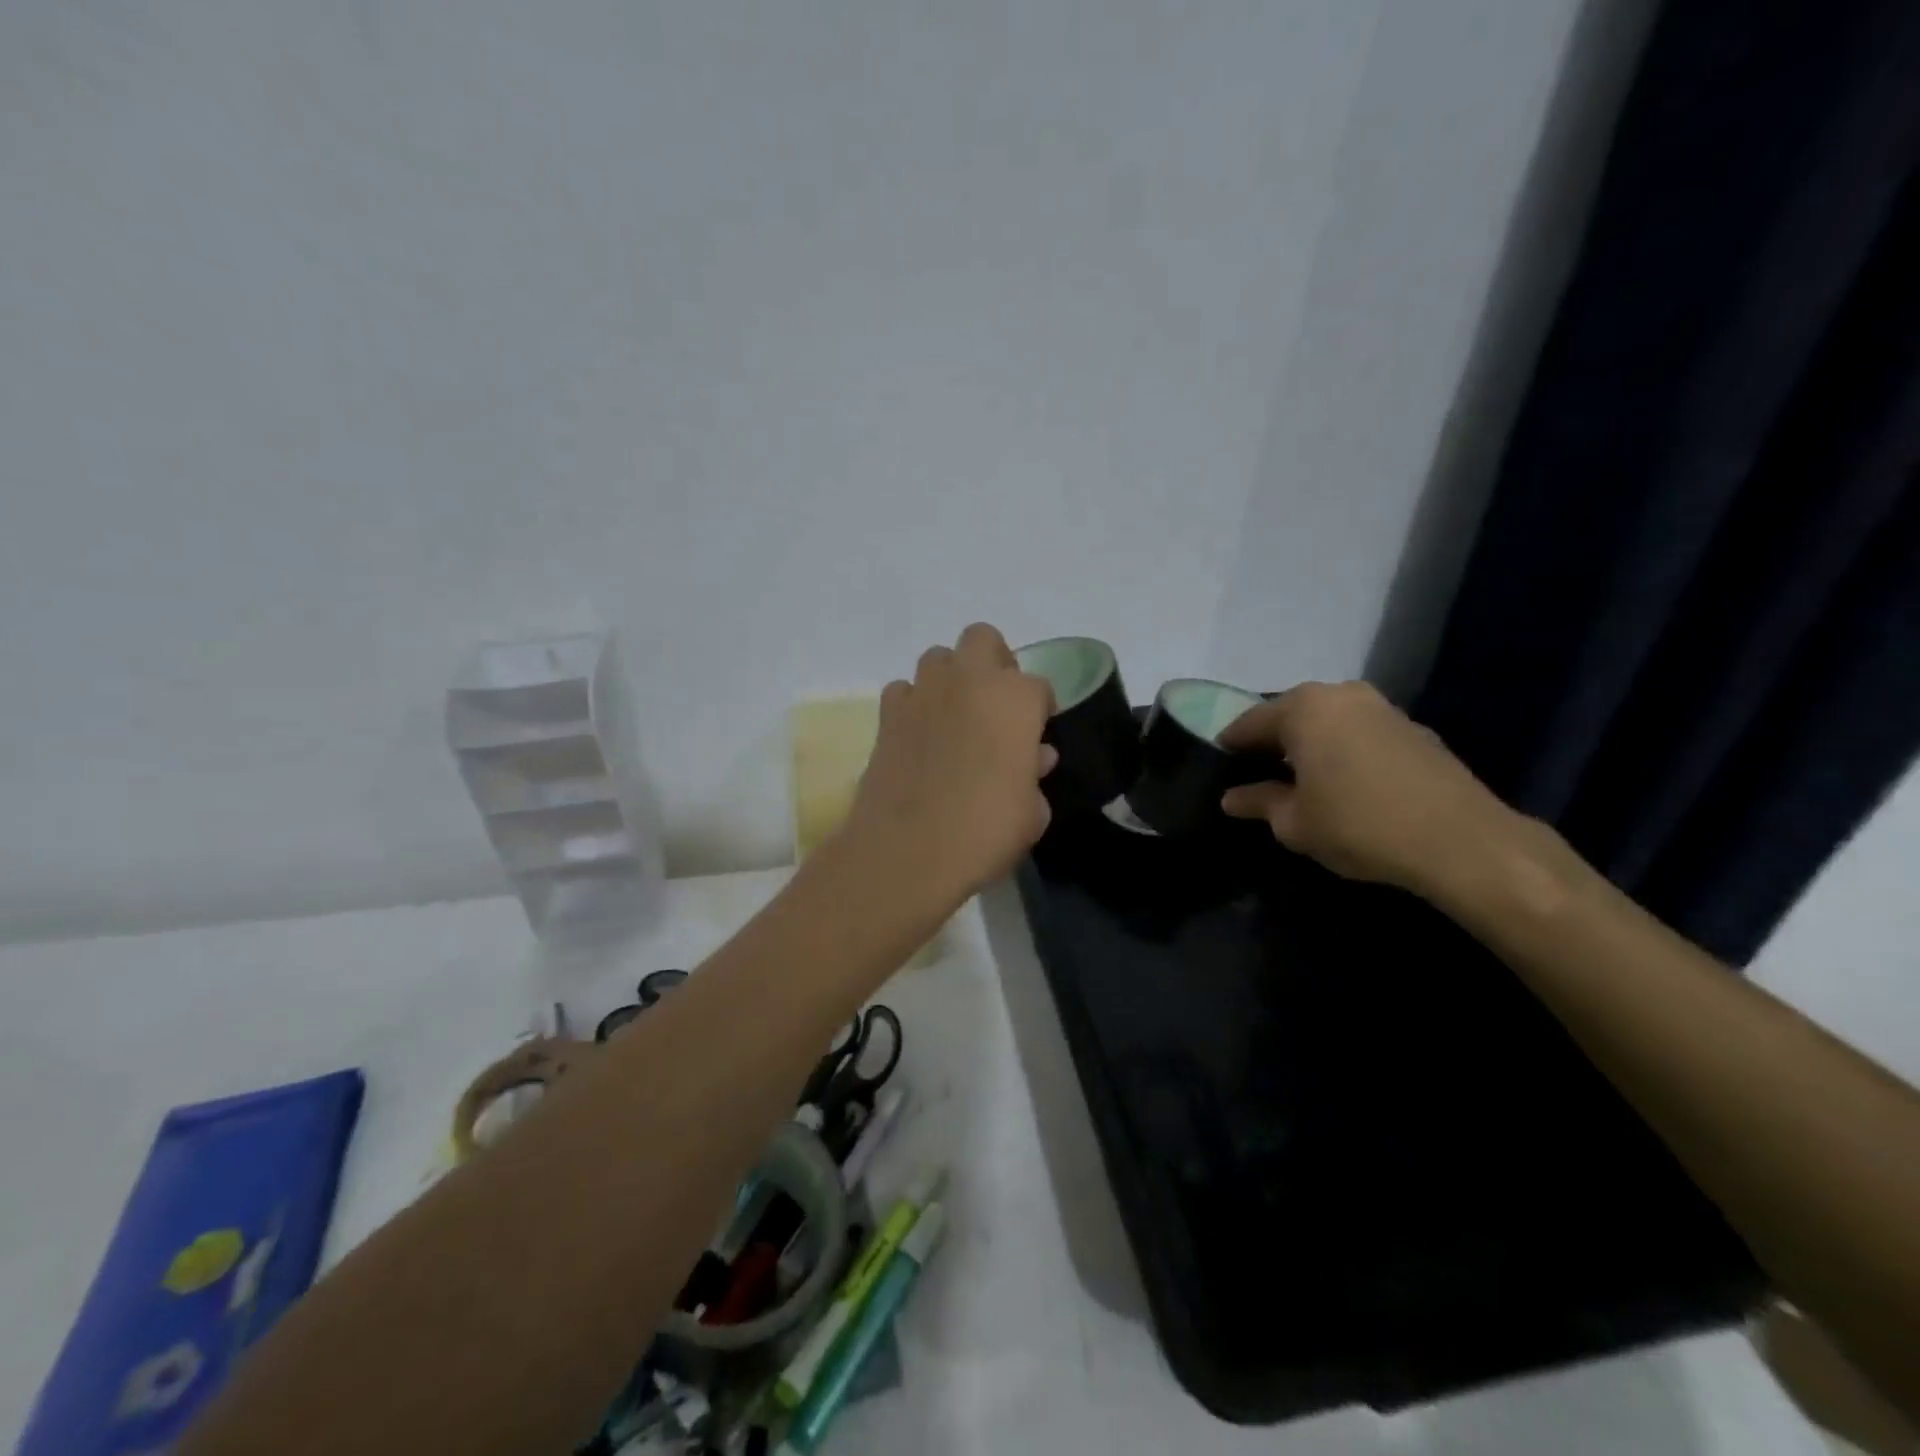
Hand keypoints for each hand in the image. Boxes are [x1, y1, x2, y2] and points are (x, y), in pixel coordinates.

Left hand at [839, 623, 1057, 902]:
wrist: (908, 852)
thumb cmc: (986, 832)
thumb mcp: (1031, 813)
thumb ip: (1034, 774)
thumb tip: (1033, 756)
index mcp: (1015, 699)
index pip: (1037, 685)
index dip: (1039, 709)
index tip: (1036, 734)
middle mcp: (968, 682)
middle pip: (983, 640)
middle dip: (994, 663)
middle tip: (997, 706)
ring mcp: (923, 694)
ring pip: (938, 658)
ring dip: (951, 679)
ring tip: (956, 718)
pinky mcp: (887, 716)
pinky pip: (903, 691)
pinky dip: (914, 705)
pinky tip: (919, 735)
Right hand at [1218, 680, 1517, 896]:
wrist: (1462, 841)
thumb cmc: (1359, 825)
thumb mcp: (1294, 823)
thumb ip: (1258, 802)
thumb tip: (1233, 798)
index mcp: (1303, 708)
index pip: (1248, 722)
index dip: (1230, 747)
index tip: (1221, 770)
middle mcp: (1341, 694)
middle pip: (1290, 715)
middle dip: (1272, 743)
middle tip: (1258, 776)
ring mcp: (1382, 708)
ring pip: (1328, 722)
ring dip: (1310, 745)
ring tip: (1302, 781)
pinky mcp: (1414, 729)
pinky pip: (1360, 733)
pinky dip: (1344, 751)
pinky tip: (1346, 784)